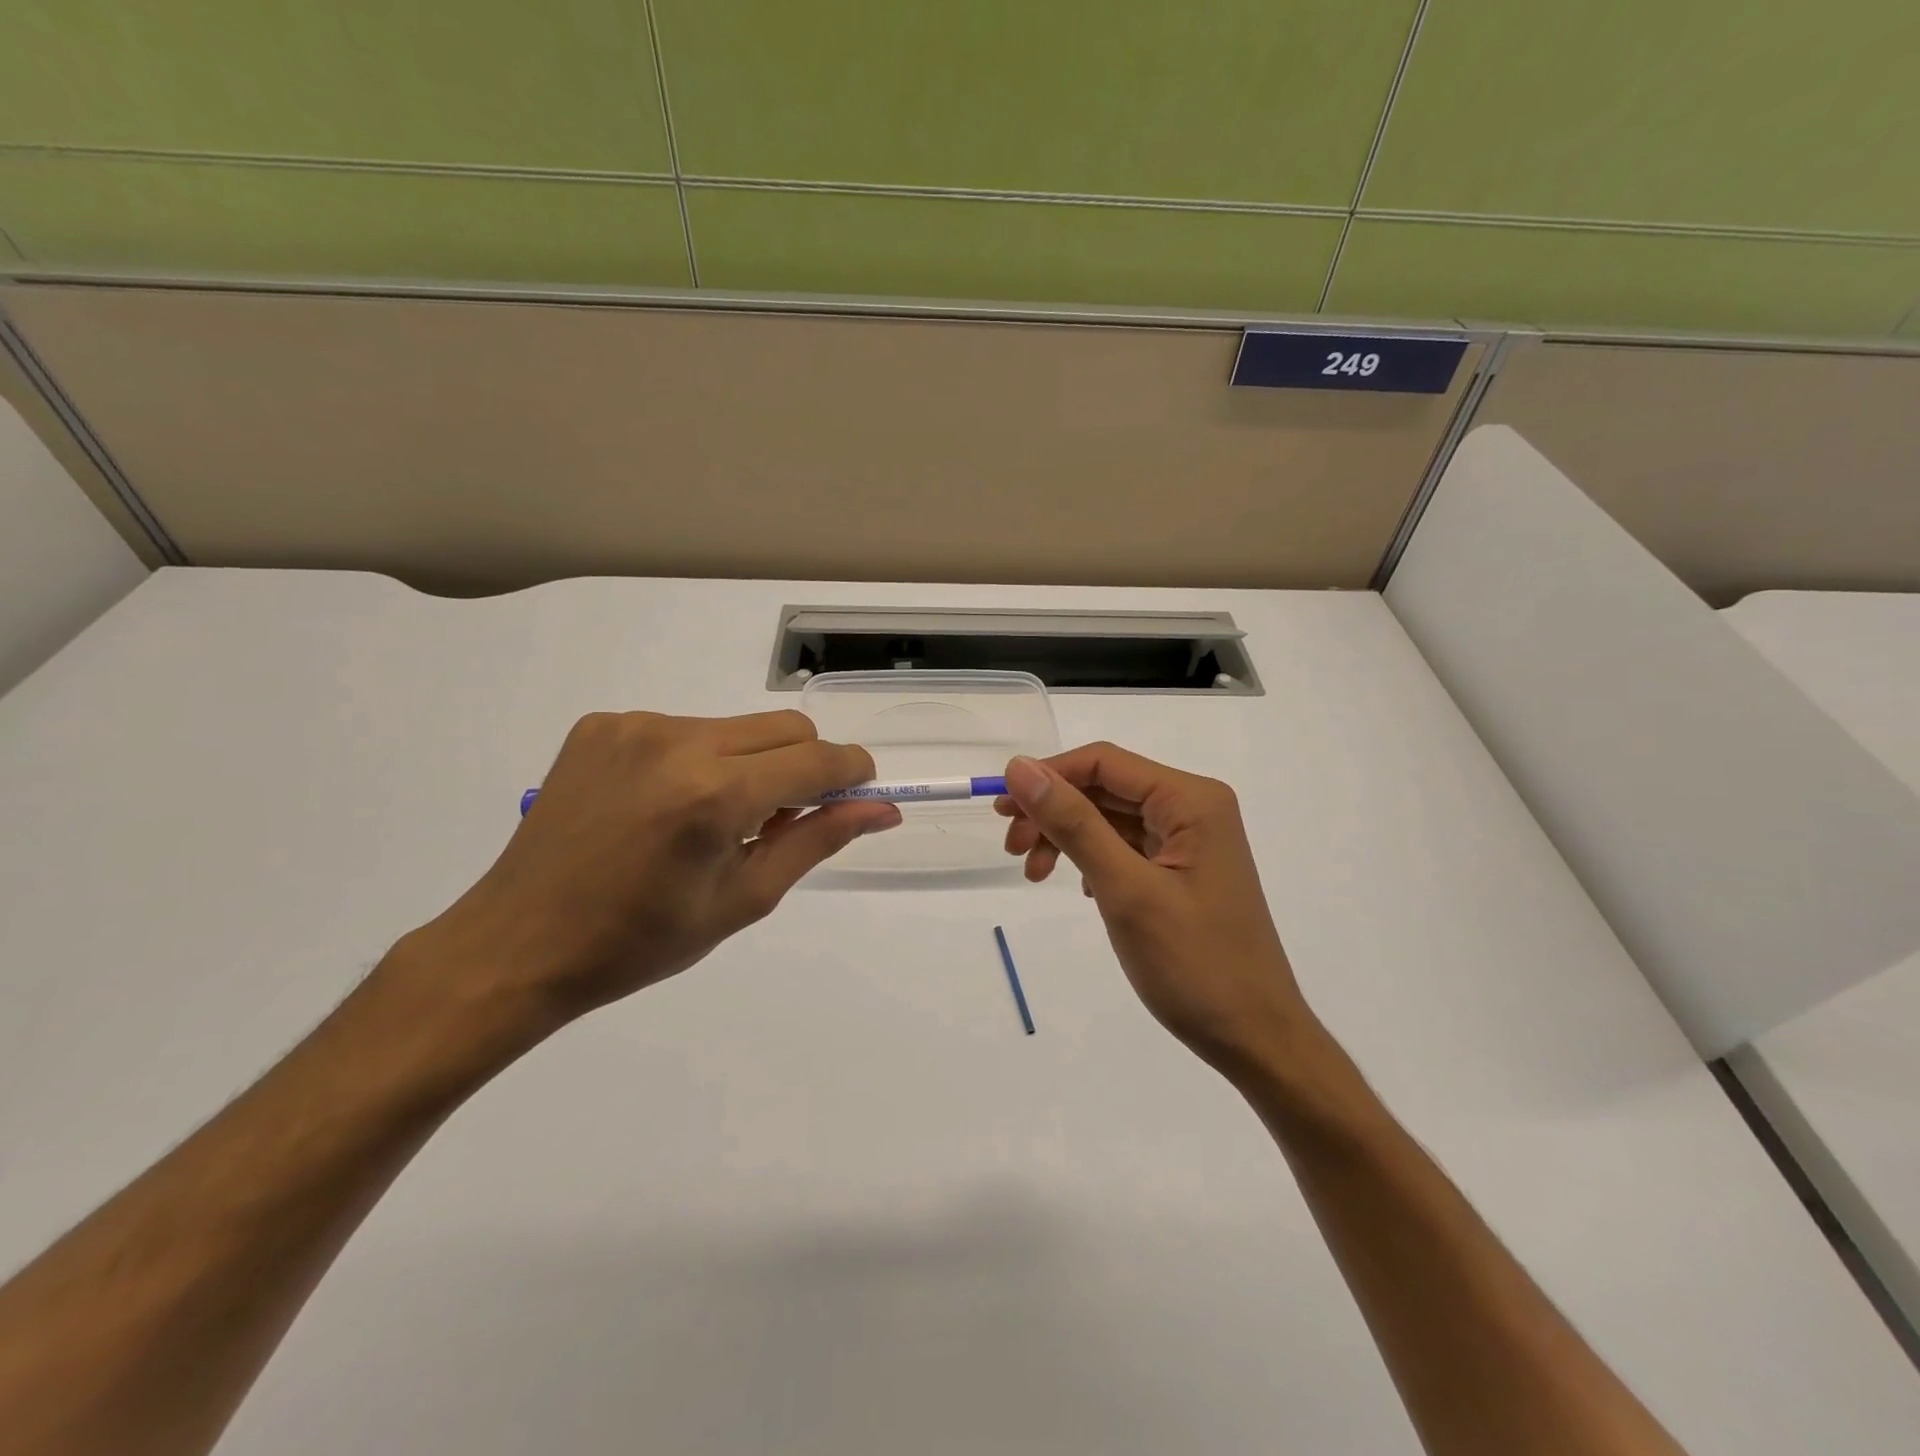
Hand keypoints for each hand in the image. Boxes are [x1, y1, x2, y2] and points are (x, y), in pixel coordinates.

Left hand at [392, 710, 898, 1035]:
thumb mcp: (744, 899)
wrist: (518, 943)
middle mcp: (678, 741)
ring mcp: (635, 725)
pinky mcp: (602, 724)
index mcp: (716, 794)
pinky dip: (697, 760)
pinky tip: (662, 805)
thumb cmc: (640, 941)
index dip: (851, 774)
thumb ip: (817, 840)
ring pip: (736, 727)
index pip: (818, 759)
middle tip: (776, 821)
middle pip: (785, 727)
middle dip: (803, 766)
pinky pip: (684, 728)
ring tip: (709, 819)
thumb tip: (881, 810)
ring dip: (748, 764)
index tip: (857, 795)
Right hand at [998, 744, 1312, 1075]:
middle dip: (1053, 812)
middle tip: (1011, 849)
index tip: (1001, 809)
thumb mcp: (1124, 889)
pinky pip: (1124, 846)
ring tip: (1033, 874)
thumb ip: (1072, 823)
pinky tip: (1076, 886)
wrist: (1254, 1038)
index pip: (1104, 763)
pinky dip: (1090, 859)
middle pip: (1104, 788)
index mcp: (1191, 800)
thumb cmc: (1194, 964)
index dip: (1048, 776)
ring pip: (1109, 818)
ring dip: (1066, 837)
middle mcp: (1193, 808)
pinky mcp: (1181, 870)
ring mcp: (1189, 840)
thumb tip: (1019, 767)